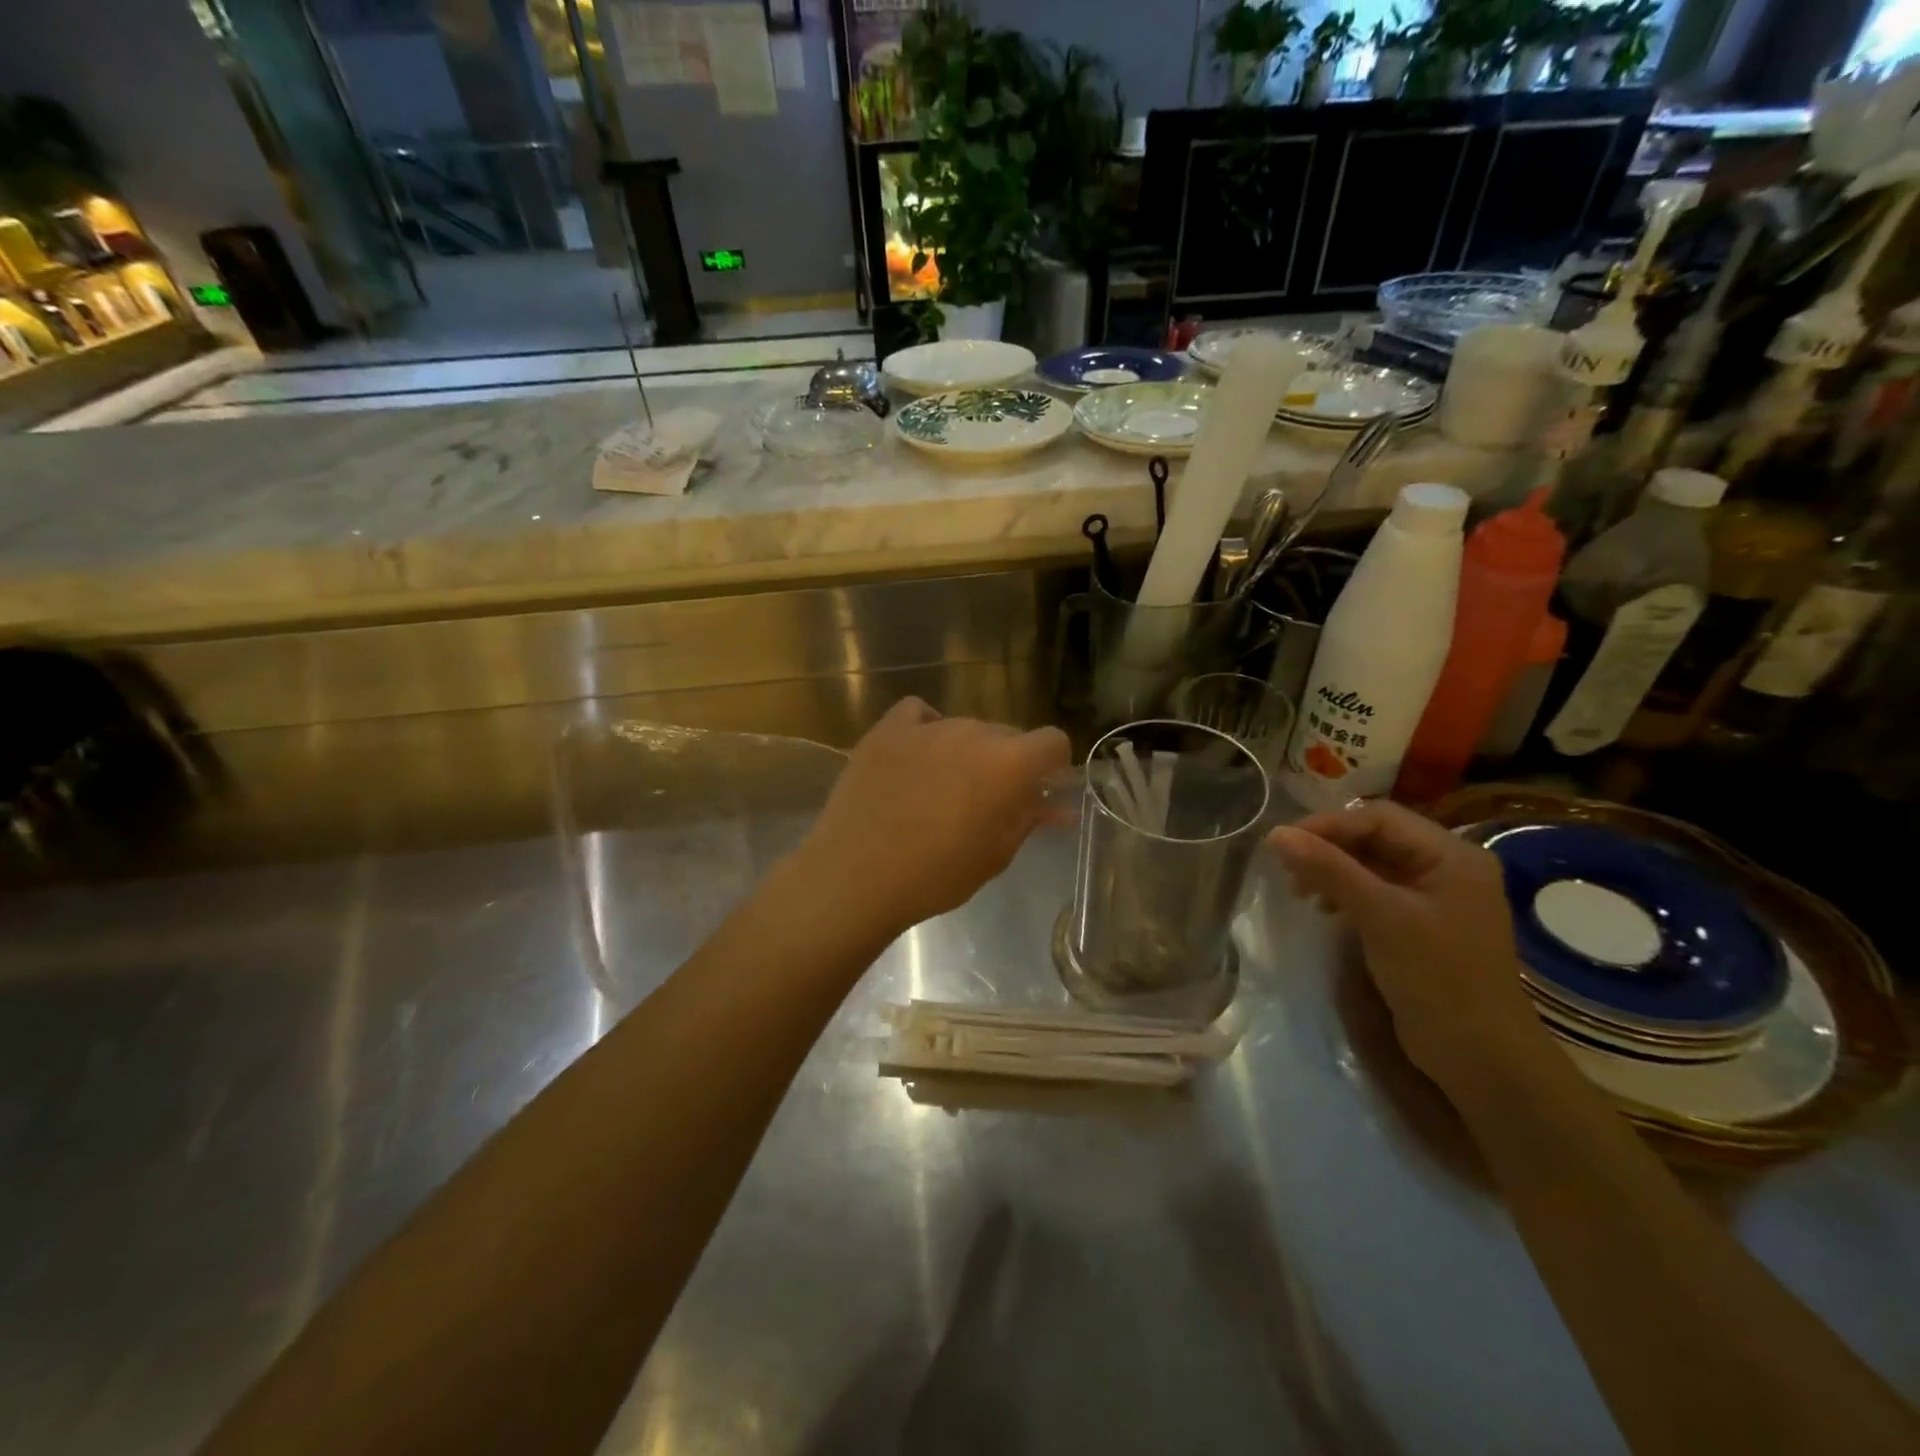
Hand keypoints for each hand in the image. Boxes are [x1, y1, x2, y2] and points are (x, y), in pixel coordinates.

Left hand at [798, 698, 1070, 939]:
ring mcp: (928, 726)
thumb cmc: (936, 875)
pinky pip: (919, 714)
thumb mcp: (995, 855)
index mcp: (1009, 762)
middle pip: (1007, 735)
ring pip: (964, 729)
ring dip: (967, 752)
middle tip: (988, 802)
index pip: (1053, 741)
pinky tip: (917, 756)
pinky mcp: (887, 729)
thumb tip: (1055, 806)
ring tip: (941, 790)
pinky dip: (926, 729)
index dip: (1052, 766)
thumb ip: (1029, 819)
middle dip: (1007, 763)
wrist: (856, 875)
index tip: (1038, 791)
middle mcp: (973, 731)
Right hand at [1268, 801, 1543, 1093]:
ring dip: (1333, 870)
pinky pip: (1378, 892)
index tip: (1283, 843)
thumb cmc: (1437, 977)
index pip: (1379, 818)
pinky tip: (1326, 910)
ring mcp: (1437, 897)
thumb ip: (1329, 869)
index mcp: (1452, 855)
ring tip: (1301, 891)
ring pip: (1374, 865)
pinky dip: (1347, 893)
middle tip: (1287, 869)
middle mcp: (1448, 867)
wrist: (1482, 1058)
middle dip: (1328, 848)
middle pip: (1377, 838)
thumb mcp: (1380, 916)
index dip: (1328, 824)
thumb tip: (1276, 834)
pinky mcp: (1423, 925)